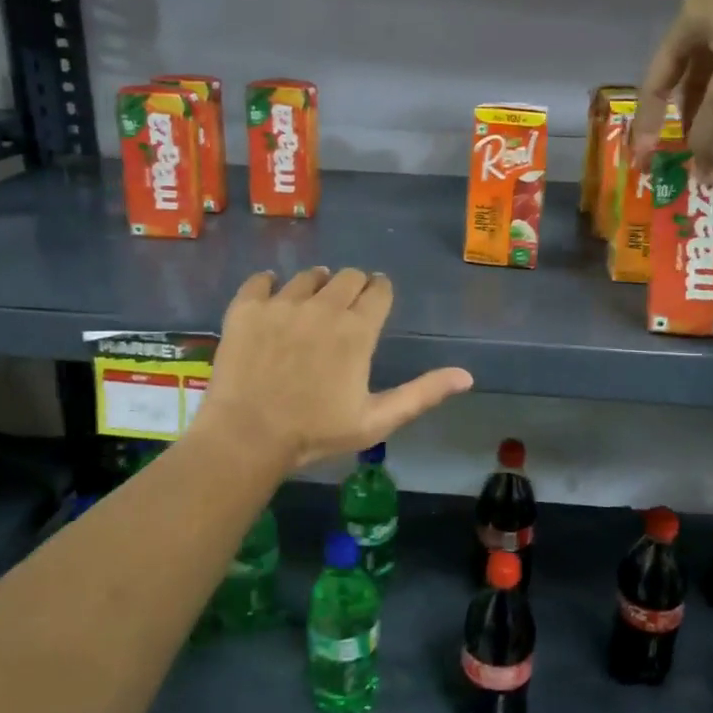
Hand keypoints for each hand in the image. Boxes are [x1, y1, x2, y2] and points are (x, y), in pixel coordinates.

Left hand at [198, 267, 472, 471]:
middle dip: (353, 285)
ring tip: (311, 304)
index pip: (378, 290)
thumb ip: (422, 393)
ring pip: (308, 275)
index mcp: (357, 330)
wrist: (247, 437)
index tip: (377, 299)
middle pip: (347, 275)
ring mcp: (281, 303)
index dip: (381, 292)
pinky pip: (261, 280)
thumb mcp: (377, 420)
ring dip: (316, 285)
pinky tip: (271, 300)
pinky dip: (269, 286)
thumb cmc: (316, 432)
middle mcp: (322, 306)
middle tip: (346, 307)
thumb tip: (467, 376)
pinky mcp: (246, 308)